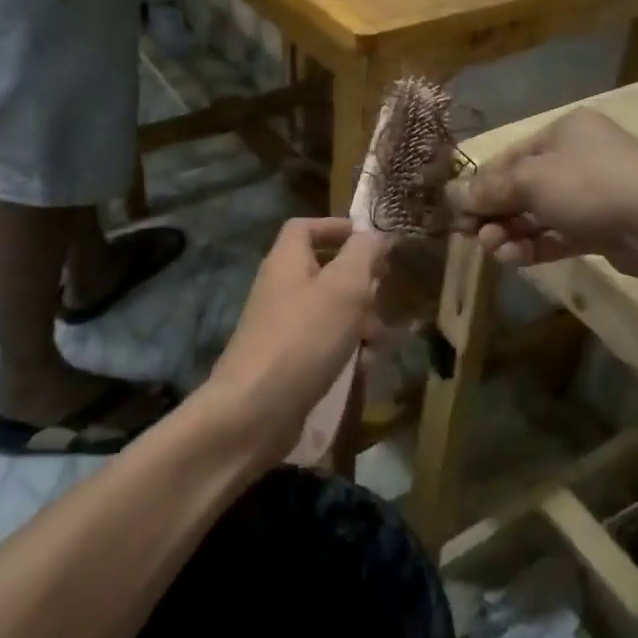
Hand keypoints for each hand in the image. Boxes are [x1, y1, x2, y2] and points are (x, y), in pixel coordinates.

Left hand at [202, 219, 388, 465]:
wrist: (254, 410)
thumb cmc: (304, 337)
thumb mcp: (344, 287)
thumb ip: (363, 254)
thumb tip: (372, 234)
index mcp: (287, 261)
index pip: (305, 227)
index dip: (337, 227)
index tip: (370, 241)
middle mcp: (280, 288)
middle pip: (323, 271)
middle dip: (358, 283)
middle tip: (383, 296)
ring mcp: (280, 327)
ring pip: (328, 311)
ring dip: (358, 321)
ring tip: (378, 340)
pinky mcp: (285, 362)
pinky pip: (321, 345)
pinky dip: (344, 351)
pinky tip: (362, 368)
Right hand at [444, 109, 637, 280]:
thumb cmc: (591, 187)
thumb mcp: (531, 181)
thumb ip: (489, 189)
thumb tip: (451, 194)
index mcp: (564, 131)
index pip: (509, 157)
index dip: (480, 185)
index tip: (456, 213)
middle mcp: (578, 156)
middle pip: (522, 186)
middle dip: (495, 212)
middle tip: (472, 237)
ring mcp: (594, 193)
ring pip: (540, 213)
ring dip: (512, 232)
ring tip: (495, 251)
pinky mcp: (603, 227)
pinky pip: (559, 233)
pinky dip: (535, 245)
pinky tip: (515, 258)